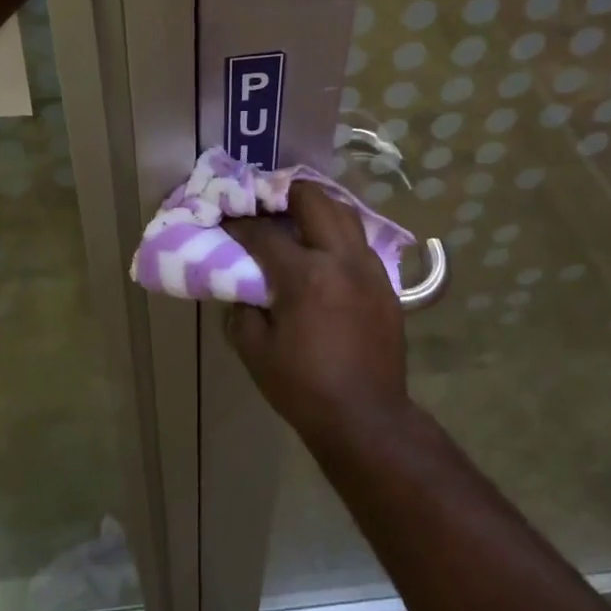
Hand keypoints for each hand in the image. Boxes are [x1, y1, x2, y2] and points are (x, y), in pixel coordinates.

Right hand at [223, 182, 409, 447]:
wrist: (366, 418)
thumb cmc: (303, 387)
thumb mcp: (254, 350)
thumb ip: (242, 308)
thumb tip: (242, 285)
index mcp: (306, 276)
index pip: (264, 232)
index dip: (239, 223)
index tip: (225, 220)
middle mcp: (341, 260)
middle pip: (313, 200)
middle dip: (282, 192)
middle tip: (262, 202)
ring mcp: (369, 269)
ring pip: (344, 213)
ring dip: (315, 207)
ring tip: (293, 216)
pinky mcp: (386, 284)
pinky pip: (359, 241)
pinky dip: (336, 233)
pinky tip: (322, 250)